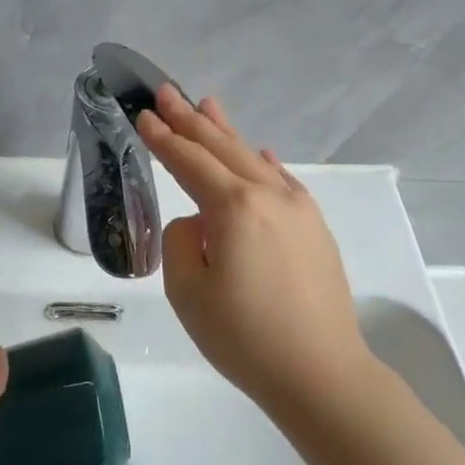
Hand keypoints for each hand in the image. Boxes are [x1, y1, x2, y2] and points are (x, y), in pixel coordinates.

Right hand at [137, 86, 374, 413]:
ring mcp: (299, 210)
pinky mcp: (315, 229)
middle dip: (191, 120)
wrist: (320, 373)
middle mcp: (270, 196)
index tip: (144, 115)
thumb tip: (200, 224)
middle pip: (223, 148)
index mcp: (234, 207)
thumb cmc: (244, 337)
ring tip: (208, 105)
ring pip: (254, 159)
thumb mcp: (188, 292)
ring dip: (227, 133)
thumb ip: (182, 241)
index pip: (190, 162)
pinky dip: (264, 163)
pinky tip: (261, 153)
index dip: (164, 139)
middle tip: (167, 92)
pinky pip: (283, 182)